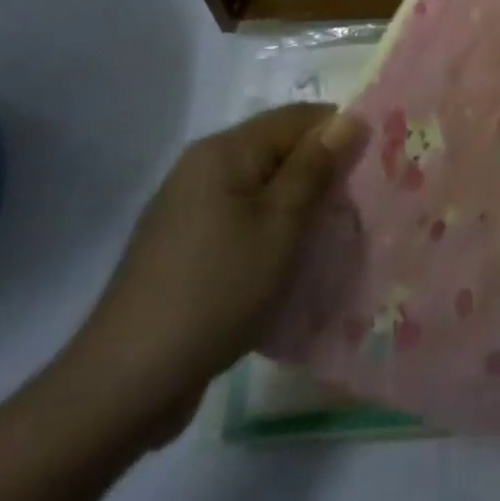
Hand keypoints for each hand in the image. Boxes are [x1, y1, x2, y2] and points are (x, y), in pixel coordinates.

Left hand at [57, 104, 363, 441]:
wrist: (125, 383)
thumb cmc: (215, 291)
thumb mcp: (279, 227)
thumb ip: (315, 168)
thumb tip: (350, 119)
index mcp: (224, 151)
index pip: (298, 117)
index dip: (339, 135)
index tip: (374, 167)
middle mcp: (202, 167)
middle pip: (278, 150)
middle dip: (321, 172)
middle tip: (359, 207)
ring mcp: (188, 208)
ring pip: (262, 188)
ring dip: (298, 206)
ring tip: (332, 236)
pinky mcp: (183, 246)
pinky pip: (241, 219)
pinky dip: (270, 231)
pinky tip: (289, 263)